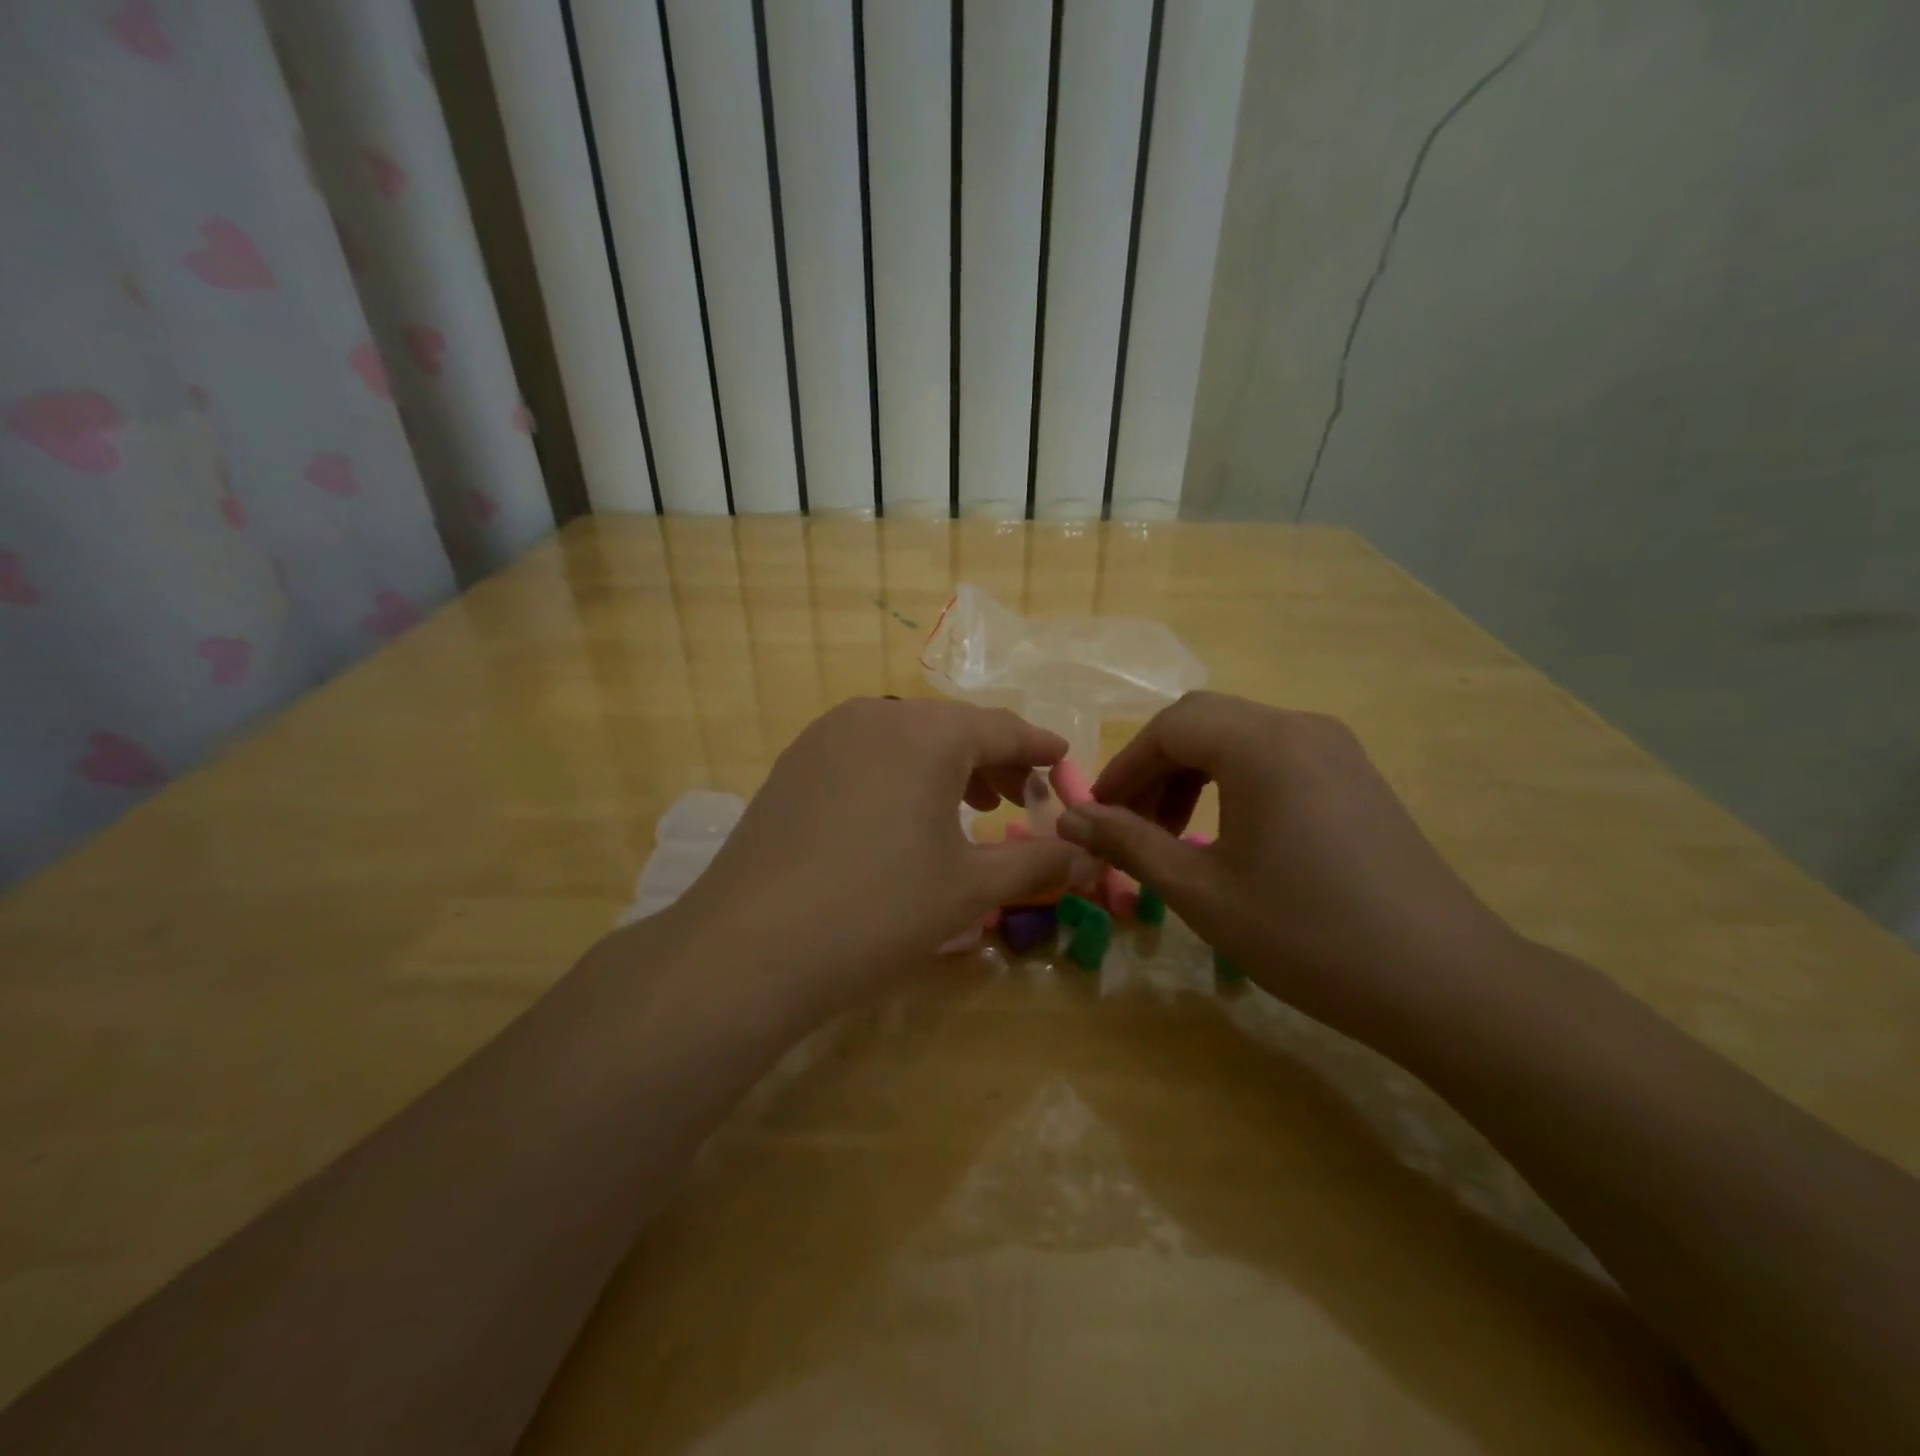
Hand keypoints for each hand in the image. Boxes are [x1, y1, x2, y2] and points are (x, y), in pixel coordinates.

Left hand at [672, 698, 1074, 1013]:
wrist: (750, 947)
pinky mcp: (794, 763)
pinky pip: (866, 754)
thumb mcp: (970, 888)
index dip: (1040, 749)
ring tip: (965, 810)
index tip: (1064, 764)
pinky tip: (900, 817)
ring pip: (906, 738)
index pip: (1003, 728)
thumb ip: (1038, 863)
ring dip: (945, 767)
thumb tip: (1090, 860)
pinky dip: (899, 774)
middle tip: (1017, 802)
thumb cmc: (879, 911)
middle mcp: (876, 714)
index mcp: (928, 731)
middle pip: (953, 728)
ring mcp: (826, 735)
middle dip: (993, 762)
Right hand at [1056, 692, 1516, 1047]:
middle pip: (1202, 722)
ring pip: (1239, 736)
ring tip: (1175, 834)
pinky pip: (1275, 755)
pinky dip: (1234, 780)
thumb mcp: (1202, 893)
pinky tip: (1230, 834)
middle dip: (1155, 767)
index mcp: (1261, 745)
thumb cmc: (1308, 935)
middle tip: (1133, 826)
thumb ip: (1129, 844)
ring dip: (1193, 773)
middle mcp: (1299, 727)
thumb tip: (1069, 818)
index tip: (1100, 815)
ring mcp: (1336, 748)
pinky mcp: (1356, 774)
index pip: (1168, 727)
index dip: (1124, 768)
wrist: (1443, 982)